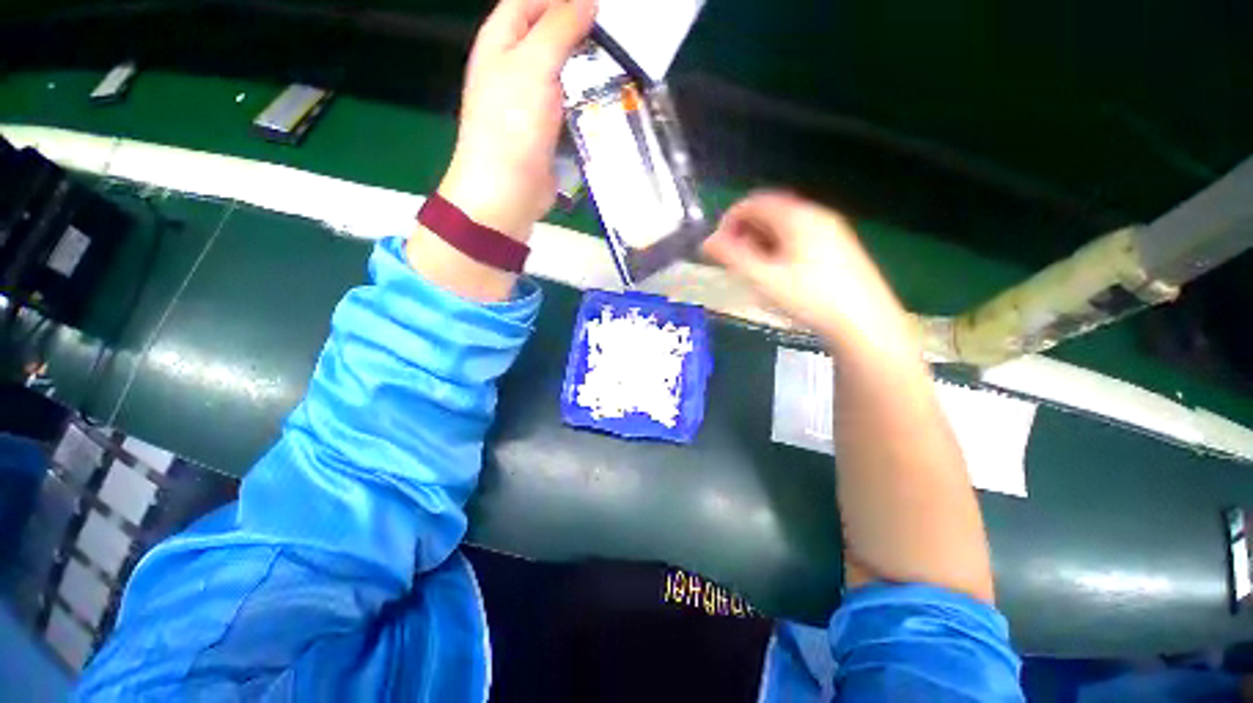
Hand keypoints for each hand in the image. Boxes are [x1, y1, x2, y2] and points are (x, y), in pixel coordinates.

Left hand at [439, 0, 595, 240]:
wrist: (508, 192)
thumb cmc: (511, 126)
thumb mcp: (533, 66)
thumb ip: (559, 29)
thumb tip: (588, 1)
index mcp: (501, 41)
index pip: (530, 0)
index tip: (600, 4)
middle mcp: (515, 67)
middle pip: (549, 34)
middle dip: (581, 30)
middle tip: (618, 34)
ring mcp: (533, 101)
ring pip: (564, 72)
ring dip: (588, 67)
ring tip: (622, 62)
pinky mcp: (549, 131)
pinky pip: (571, 105)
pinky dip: (588, 99)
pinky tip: (609, 99)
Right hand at [702, 192, 916, 353]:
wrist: (863, 322)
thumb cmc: (810, 298)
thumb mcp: (764, 278)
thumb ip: (732, 257)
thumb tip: (707, 242)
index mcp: (797, 217)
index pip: (755, 202)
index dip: (729, 220)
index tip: (717, 246)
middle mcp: (816, 216)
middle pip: (770, 212)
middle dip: (744, 232)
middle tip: (731, 260)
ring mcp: (830, 231)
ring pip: (784, 227)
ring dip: (760, 242)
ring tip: (750, 270)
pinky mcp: (837, 248)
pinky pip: (798, 238)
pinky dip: (778, 249)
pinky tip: (776, 274)